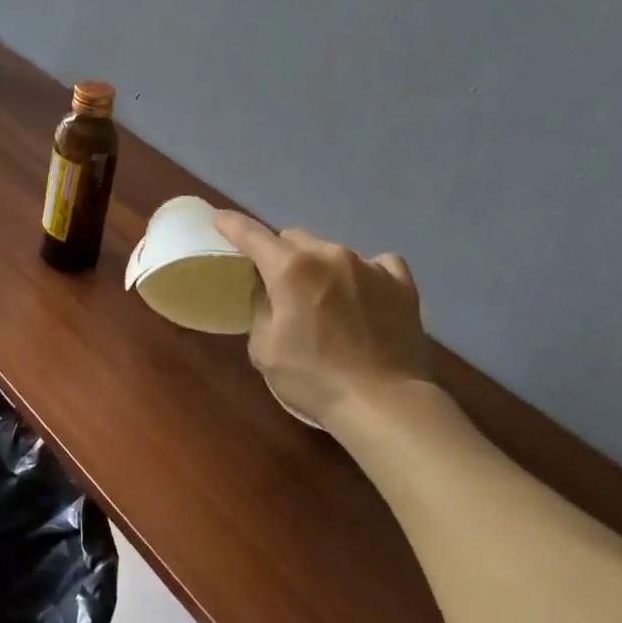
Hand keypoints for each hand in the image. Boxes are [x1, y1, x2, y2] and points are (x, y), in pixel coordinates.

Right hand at [214, 211, 431, 426]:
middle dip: (281, 254)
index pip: (252, 235)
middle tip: (280, 284)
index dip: (232, 225)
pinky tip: (364, 297)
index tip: (220, 219)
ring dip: (321, 267)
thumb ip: (260, 307)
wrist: (384, 403)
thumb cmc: (314, 378)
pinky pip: (376, 264)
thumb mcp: (265, 348)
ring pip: (333, 251)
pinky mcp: (401, 282)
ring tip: (326, 300)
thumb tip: (267, 288)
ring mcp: (370, 265)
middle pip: (294, 238)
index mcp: (291, 269)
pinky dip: (363, 275)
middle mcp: (330, 254)